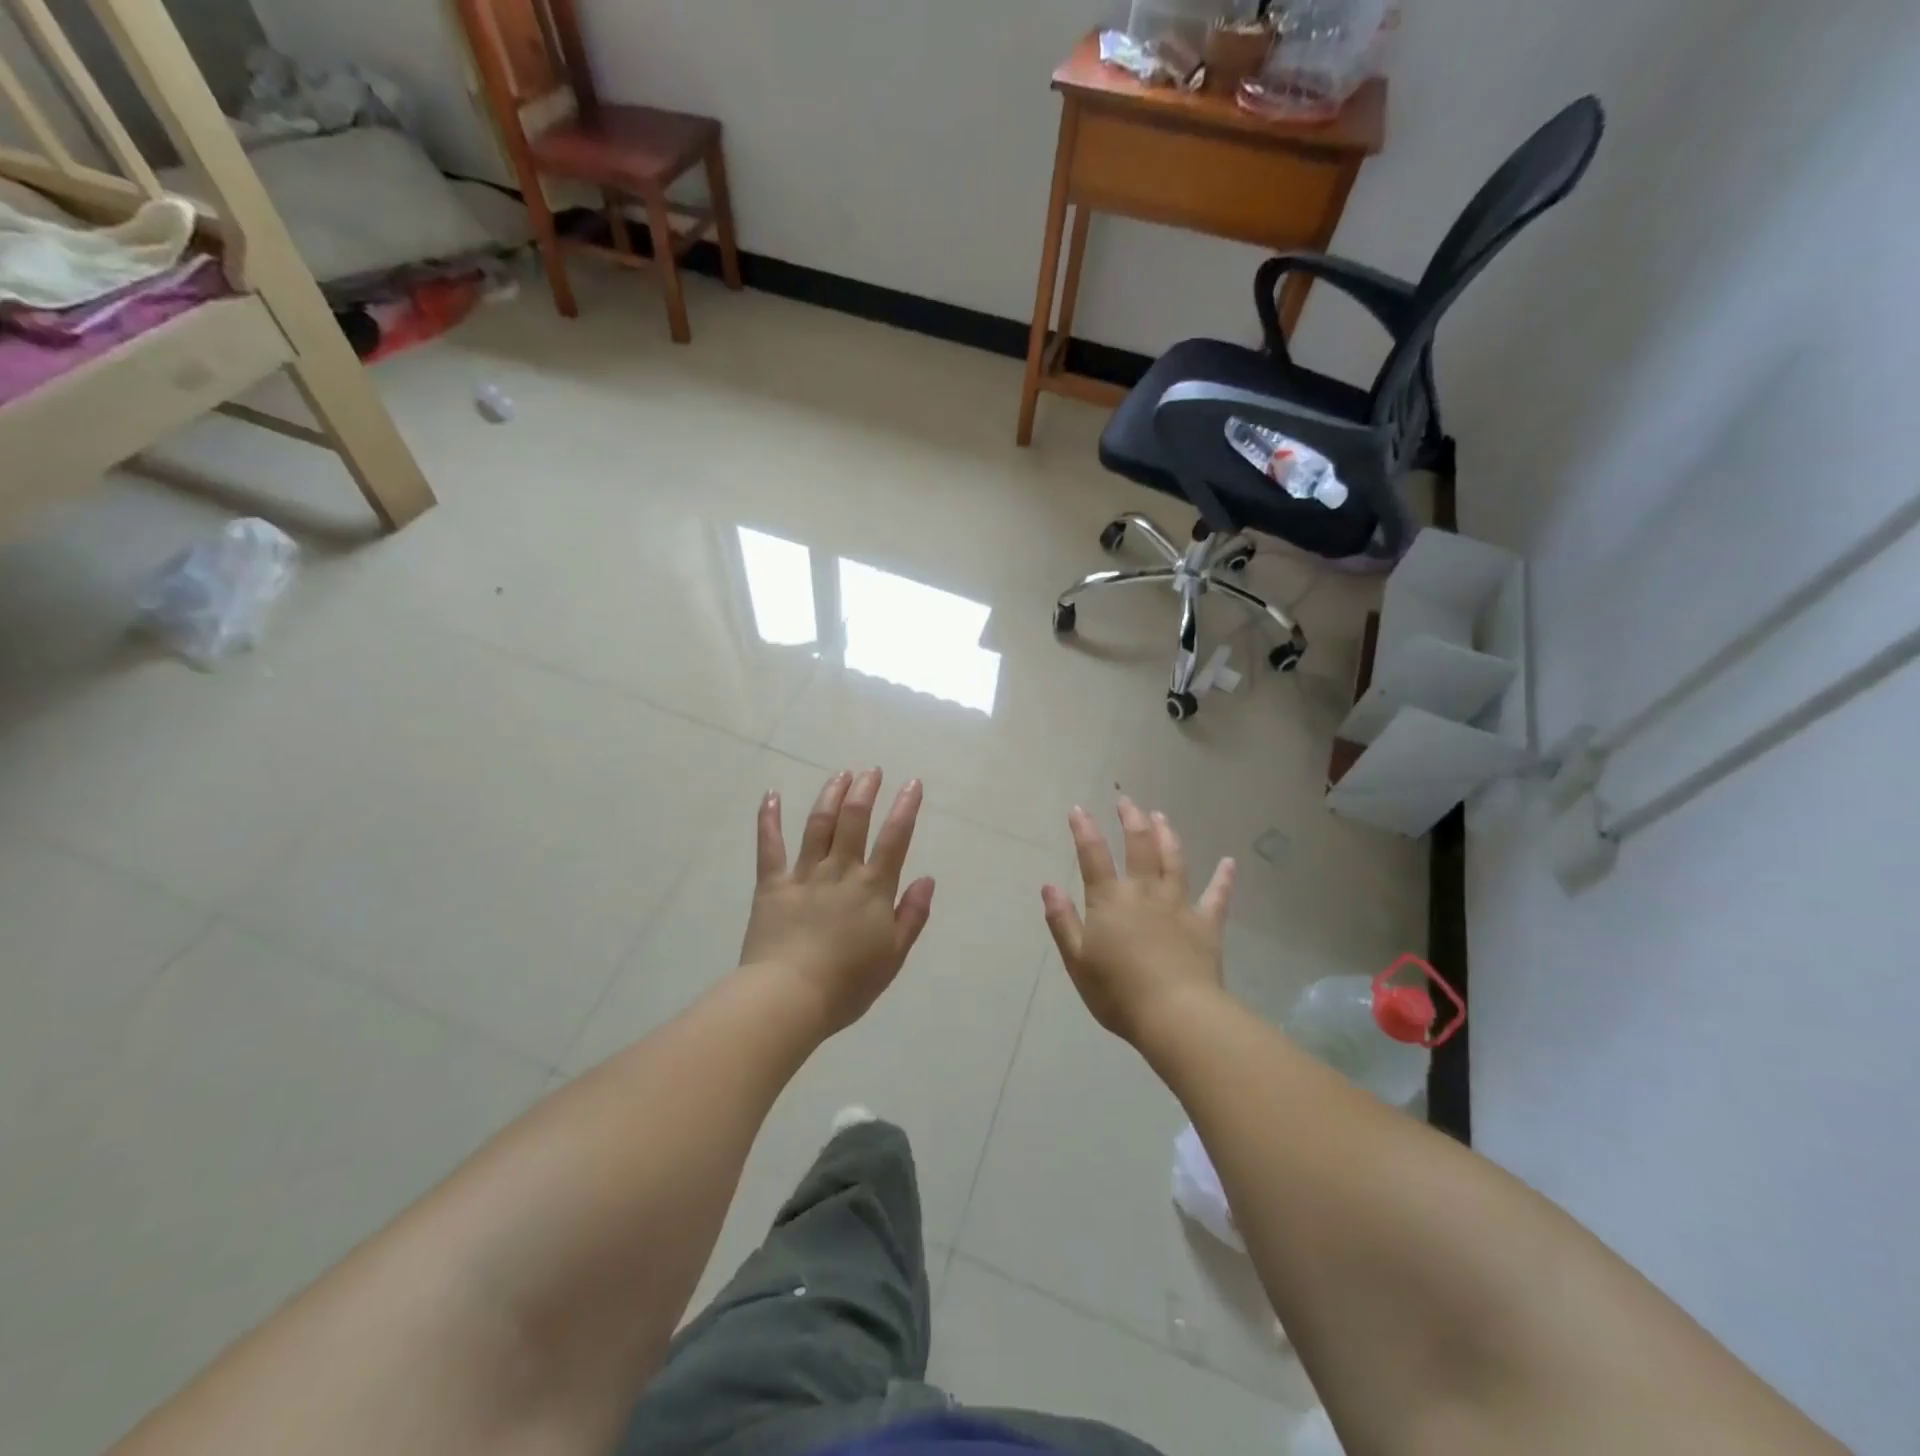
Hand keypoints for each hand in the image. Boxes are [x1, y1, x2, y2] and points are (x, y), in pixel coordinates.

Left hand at [740, 769, 935, 1035]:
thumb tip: (927, 878)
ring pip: (819, 824)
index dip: (906, 808)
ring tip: (841, 774)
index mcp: (872, 888)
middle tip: (871, 770)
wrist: (789, 998)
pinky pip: (769, 846)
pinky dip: (769, 819)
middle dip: (865, 790)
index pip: (894, 838)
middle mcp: (840, 871)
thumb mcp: (892, 956)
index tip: (913, 783)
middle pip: (854, 820)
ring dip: (831, 795)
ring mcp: (804, 874)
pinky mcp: (772, 884)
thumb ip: (912, 915)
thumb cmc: (847, 984)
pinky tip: (771, 795)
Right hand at [1041, 797, 1234, 1046]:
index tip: (1079, 808)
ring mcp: (1179, 906)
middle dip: (1131, 820)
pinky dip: (1224, 878)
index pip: (1093, 856)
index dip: (1084, 830)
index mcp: (1110, 901)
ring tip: (1161, 816)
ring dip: (1167, 835)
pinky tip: (1229, 862)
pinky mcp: (1206, 924)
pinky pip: (1217, 896)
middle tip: (1127, 801)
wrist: (1175, 1015)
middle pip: (1138, 846)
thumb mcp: (1077, 960)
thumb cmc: (1118, 993)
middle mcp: (1144, 893)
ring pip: (1174, 860)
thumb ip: (1062, 921)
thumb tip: (1048, 886)